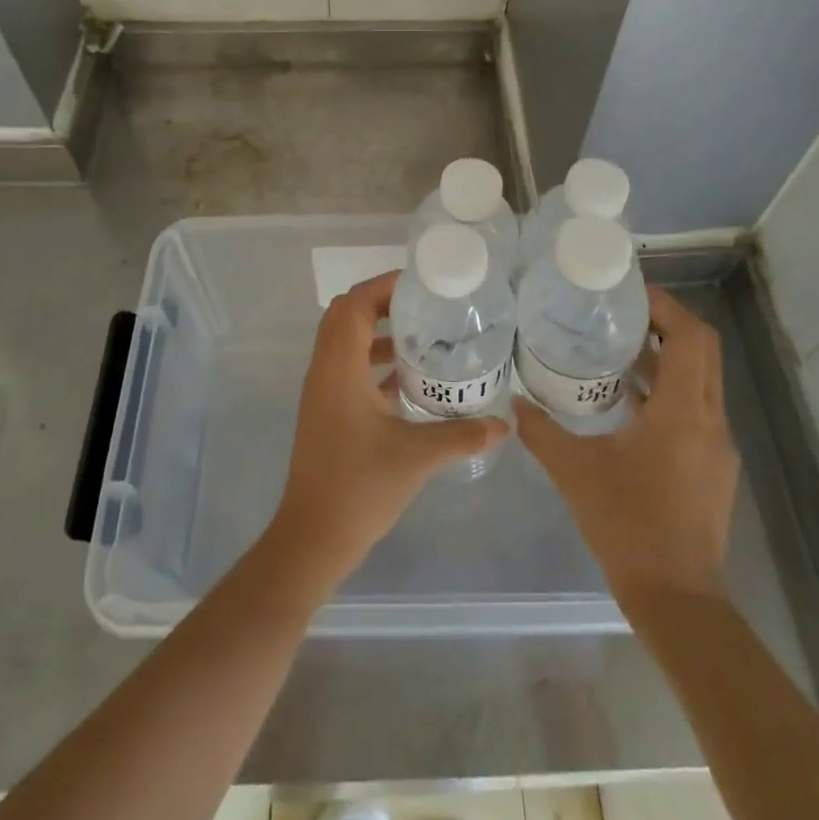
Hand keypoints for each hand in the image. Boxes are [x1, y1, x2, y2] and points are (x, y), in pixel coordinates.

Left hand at [267, 271, 506, 588]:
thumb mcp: (417, 457)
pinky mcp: (327, 411)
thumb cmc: (360, 486)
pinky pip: (348, 368)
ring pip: (345, 342)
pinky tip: (407, 378)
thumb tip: (504, 423)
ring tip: (421, 335)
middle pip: (346, 315)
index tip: (421, 284)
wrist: (314, 535)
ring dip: (377, 332)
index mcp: (340, 367)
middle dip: (382, 303)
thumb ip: (462, 435)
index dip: (383, 286)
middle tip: (423, 305)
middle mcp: (325, 370)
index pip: (355, 304)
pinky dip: (373, 360)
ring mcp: (322, 392)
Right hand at [515, 286, 738, 613]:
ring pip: (700, 381)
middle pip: (702, 351)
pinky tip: (627, 402)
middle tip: (620, 313)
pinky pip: (695, 409)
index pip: (692, 337)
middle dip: (666, 325)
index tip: (630, 293)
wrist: (676, 598)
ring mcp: (716, 446)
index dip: (666, 307)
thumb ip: (541, 432)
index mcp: (684, 412)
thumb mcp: (574, 472)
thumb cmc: (627, 525)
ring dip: (666, 359)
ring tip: (617, 348)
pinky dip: (668, 391)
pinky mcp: (712, 466)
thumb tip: (513, 403)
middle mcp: (710, 421)